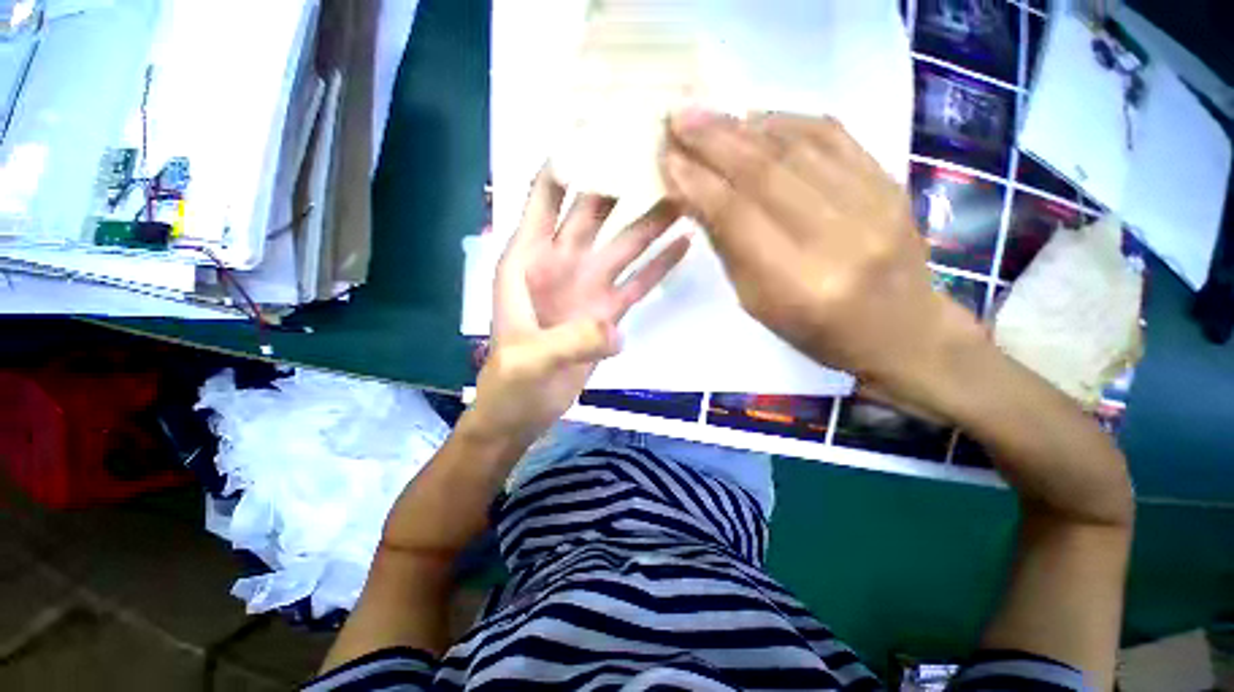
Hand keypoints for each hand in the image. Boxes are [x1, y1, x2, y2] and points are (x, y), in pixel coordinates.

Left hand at [471, 167, 690, 444]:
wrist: (525, 411)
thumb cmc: (510, 383)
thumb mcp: (528, 360)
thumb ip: (568, 341)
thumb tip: (615, 331)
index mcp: (527, 260)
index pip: (545, 197)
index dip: (567, 162)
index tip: (600, 132)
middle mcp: (562, 263)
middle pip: (593, 211)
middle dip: (619, 181)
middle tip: (655, 154)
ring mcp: (590, 286)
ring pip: (623, 244)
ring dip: (650, 221)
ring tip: (684, 194)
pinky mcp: (609, 310)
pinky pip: (637, 281)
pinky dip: (659, 264)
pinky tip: (682, 244)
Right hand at [659, 111, 985, 414]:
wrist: (900, 328)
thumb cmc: (816, 330)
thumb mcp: (758, 303)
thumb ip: (729, 246)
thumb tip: (696, 195)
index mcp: (797, 283)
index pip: (737, 217)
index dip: (697, 183)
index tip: (667, 158)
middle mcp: (838, 237)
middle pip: (765, 174)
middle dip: (713, 141)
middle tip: (678, 118)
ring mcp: (873, 203)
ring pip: (796, 147)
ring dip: (743, 126)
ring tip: (707, 114)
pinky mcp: (890, 181)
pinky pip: (833, 135)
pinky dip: (787, 120)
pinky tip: (756, 116)